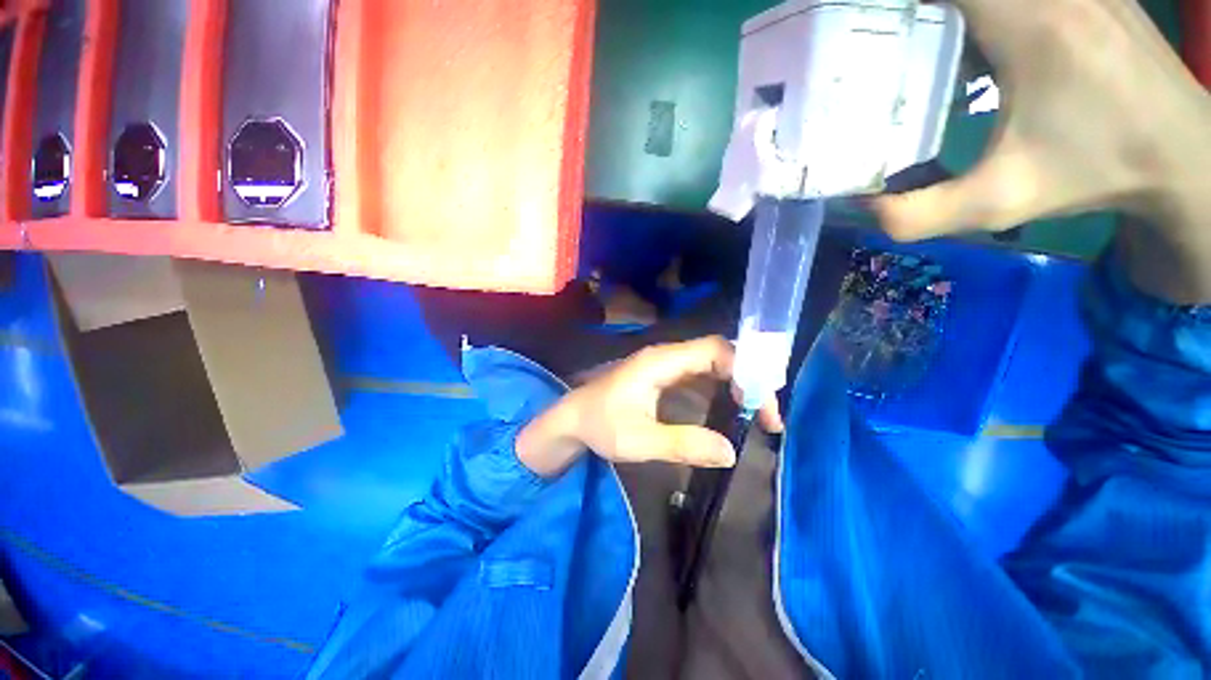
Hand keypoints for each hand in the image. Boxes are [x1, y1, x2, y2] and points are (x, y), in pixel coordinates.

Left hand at [516, 337, 783, 477]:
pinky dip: (721, 388)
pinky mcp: (662, 376)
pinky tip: (731, 407)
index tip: (763, 404)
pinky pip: (699, 374)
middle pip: (718, 353)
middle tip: (768, 414)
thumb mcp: (640, 440)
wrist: (572, 420)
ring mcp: (664, 364)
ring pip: (711, 363)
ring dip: (737, 383)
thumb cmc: (600, 425)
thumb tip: (731, 451)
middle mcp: (666, 356)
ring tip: (759, 413)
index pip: (715, 350)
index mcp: (661, 362)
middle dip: (748, 378)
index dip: (745, 371)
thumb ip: (684, 444)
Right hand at [875, 0, 1208, 241]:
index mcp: (1030, 21)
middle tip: (881, 32)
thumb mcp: (1001, 202)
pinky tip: (966, 29)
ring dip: (944, 8)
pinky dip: (977, 8)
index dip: (897, 1)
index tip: (861, 23)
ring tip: (913, 32)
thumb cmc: (1096, 171)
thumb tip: (863, 206)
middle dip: (915, 8)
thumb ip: (921, 212)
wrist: (1179, 152)